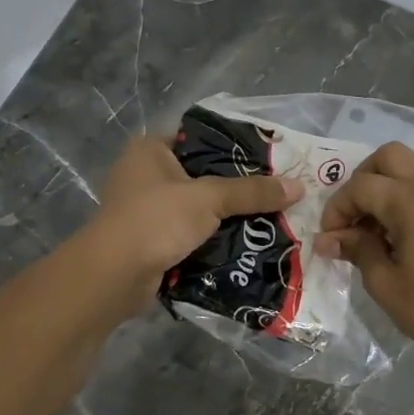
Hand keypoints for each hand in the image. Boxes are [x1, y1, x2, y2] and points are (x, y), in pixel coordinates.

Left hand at [75, 136, 300, 316]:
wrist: (113, 276)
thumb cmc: (156, 220)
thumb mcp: (209, 199)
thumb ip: (252, 192)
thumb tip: (299, 187)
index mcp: (150, 150)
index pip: (199, 138)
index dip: (233, 148)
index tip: (269, 160)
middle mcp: (143, 174)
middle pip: (201, 175)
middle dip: (235, 189)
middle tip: (274, 193)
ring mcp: (144, 210)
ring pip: (196, 208)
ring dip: (224, 218)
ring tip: (267, 220)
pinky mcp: (149, 241)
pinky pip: (188, 235)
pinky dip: (210, 240)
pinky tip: (243, 245)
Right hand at [316, 142, 413, 388]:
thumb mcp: (384, 283)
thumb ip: (356, 250)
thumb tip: (327, 239)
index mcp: (412, 200)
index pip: (361, 186)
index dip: (337, 208)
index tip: (329, 237)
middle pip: (388, 157)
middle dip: (361, 180)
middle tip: (352, 217)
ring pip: (410, 168)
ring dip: (385, 186)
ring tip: (372, 228)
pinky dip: (406, 196)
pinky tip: (397, 233)